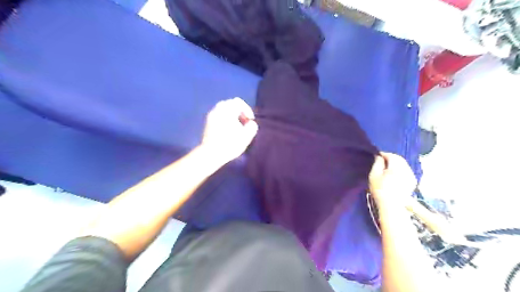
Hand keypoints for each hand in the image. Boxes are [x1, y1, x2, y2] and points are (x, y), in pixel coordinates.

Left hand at [202, 97, 260, 161]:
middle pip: (230, 104)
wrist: (211, 154)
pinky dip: (224, 119)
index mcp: (228, 110)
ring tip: (236, 127)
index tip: (250, 120)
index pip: (239, 102)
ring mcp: (211, 116)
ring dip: (231, 115)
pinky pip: (218, 116)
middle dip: (238, 111)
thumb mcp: (246, 136)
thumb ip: (252, 126)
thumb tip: (251, 123)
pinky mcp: (207, 123)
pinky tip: (227, 130)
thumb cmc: (230, 144)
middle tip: (243, 122)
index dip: (247, 110)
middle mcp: (218, 110)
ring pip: (223, 110)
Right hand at [367, 151, 416, 208]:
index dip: (383, 154)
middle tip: (382, 161)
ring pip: (404, 164)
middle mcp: (406, 169)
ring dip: (396, 163)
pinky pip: (407, 171)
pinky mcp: (413, 182)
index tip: (377, 156)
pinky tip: (395, 174)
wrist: (392, 206)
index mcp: (396, 166)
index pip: (391, 155)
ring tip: (388, 167)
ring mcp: (411, 175)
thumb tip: (379, 156)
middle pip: (399, 159)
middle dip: (391, 158)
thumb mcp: (374, 175)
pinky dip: (401, 169)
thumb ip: (377, 163)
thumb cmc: (380, 189)